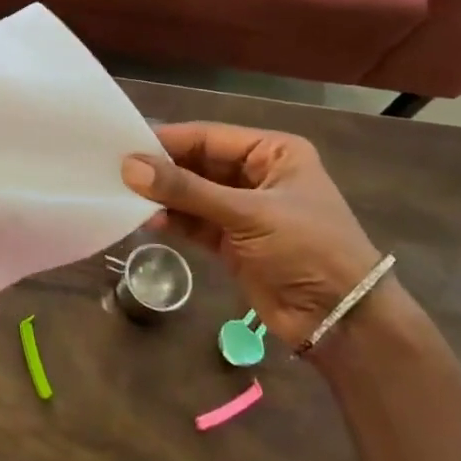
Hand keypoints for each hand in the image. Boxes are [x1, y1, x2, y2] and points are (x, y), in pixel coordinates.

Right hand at [122, 124, 384, 349]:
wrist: (343, 322)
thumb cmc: (307, 249)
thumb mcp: (248, 214)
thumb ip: (187, 190)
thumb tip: (129, 166)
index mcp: (273, 153)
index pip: (209, 138)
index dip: (168, 140)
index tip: (124, 143)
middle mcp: (257, 175)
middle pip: (198, 164)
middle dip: (162, 169)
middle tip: (117, 170)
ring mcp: (244, 210)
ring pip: (193, 194)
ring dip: (164, 196)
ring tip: (126, 196)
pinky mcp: (233, 242)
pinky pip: (195, 222)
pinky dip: (173, 220)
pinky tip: (148, 220)